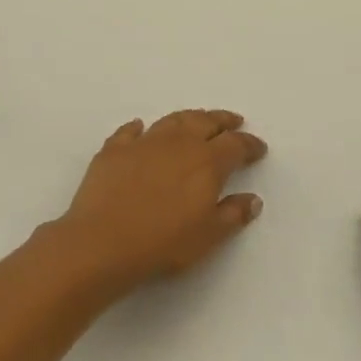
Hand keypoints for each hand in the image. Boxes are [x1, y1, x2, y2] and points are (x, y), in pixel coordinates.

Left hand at [49, 109, 266, 294]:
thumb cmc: (163, 243)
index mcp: (206, 162)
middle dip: (223, 121)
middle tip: (233, 121)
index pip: (235, 145)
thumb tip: (252, 199)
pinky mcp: (114, 149)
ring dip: (188, 118)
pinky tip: (140, 128)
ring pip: (172, 120)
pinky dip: (139, 128)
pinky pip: (130, 131)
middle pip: (205, 122)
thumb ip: (233, 214)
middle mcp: (178, 143)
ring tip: (197, 120)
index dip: (249, 144)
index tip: (258, 148)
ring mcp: (143, 142)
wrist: (102, 241)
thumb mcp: (208, 236)